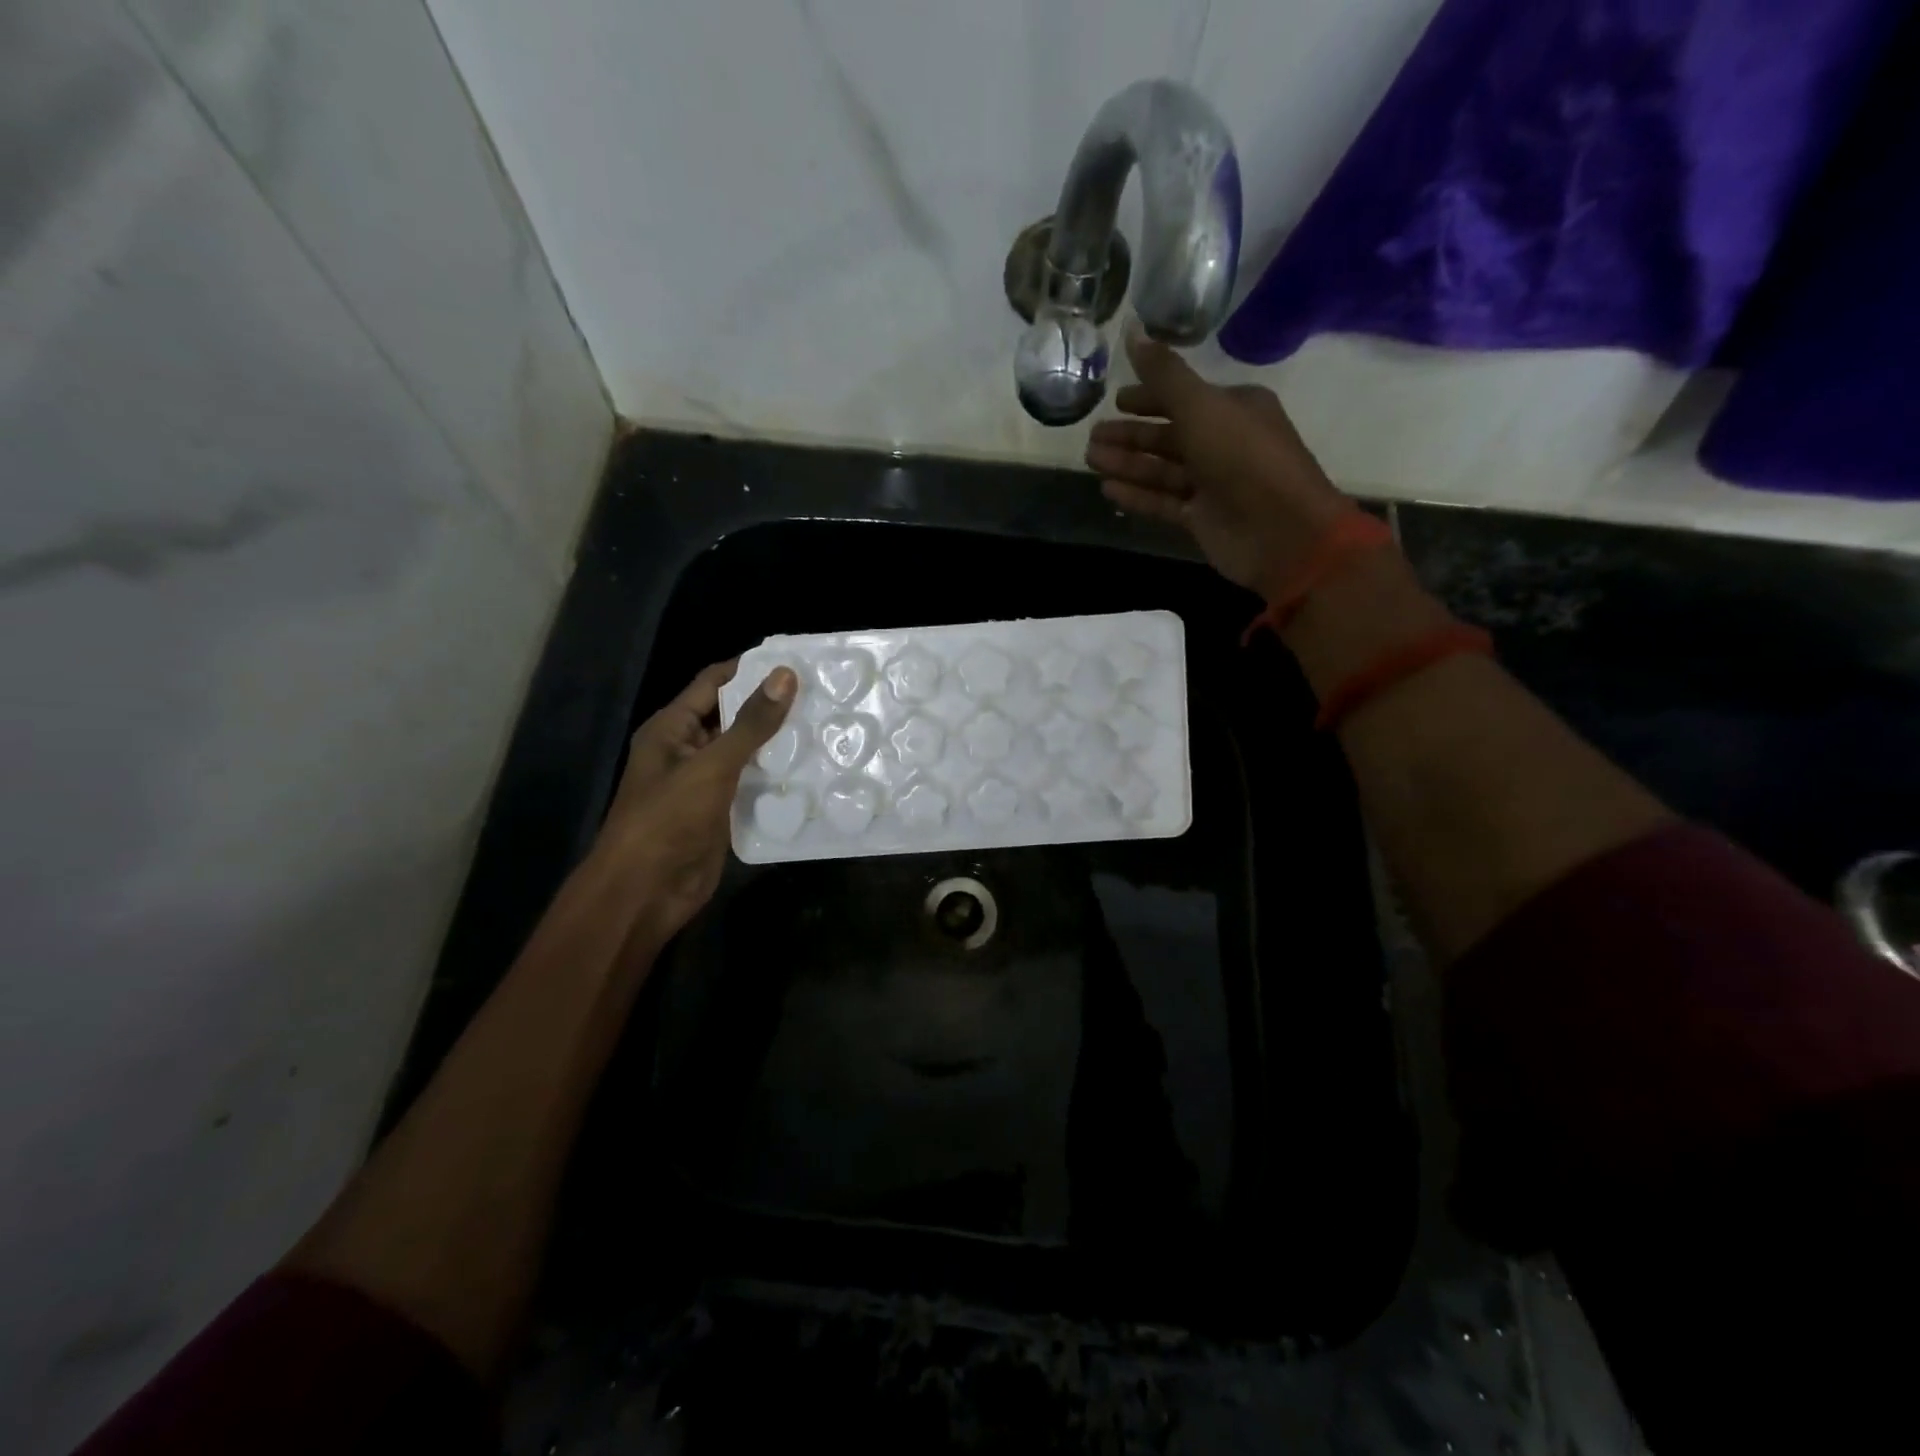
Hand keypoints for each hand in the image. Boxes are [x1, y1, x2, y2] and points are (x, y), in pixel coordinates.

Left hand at [599, 660, 797, 949]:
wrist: (644, 892)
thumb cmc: (668, 819)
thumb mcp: (712, 765)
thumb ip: (751, 724)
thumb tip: (785, 675)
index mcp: (672, 728)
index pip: (714, 683)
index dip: (750, 670)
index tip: (796, 662)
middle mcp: (687, 749)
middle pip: (732, 717)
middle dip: (771, 707)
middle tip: (822, 695)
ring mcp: (704, 783)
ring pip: (745, 753)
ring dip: (778, 744)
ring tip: (826, 727)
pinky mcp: (720, 812)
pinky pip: (750, 785)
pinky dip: (775, 777)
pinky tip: (812, 771)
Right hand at [1085, 330, 1349, 594]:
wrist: (1280, 531)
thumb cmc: (1243, 458)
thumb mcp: (1201, 407)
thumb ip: (1164, 374)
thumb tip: (1132, 332)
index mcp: (1233, 407)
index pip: (1184, 397)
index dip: (1149, 397)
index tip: (1116, 400)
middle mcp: (1223, 442)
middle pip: (1168, 435)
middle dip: (1130, 435)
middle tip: (1091, 436)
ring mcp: (1212, 483)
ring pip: (1161, 469)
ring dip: (1127, 463)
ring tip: (1090, 460)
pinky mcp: (1201, 518)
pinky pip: (1163, 501)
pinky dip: (1137, 495)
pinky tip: (1108, 489)